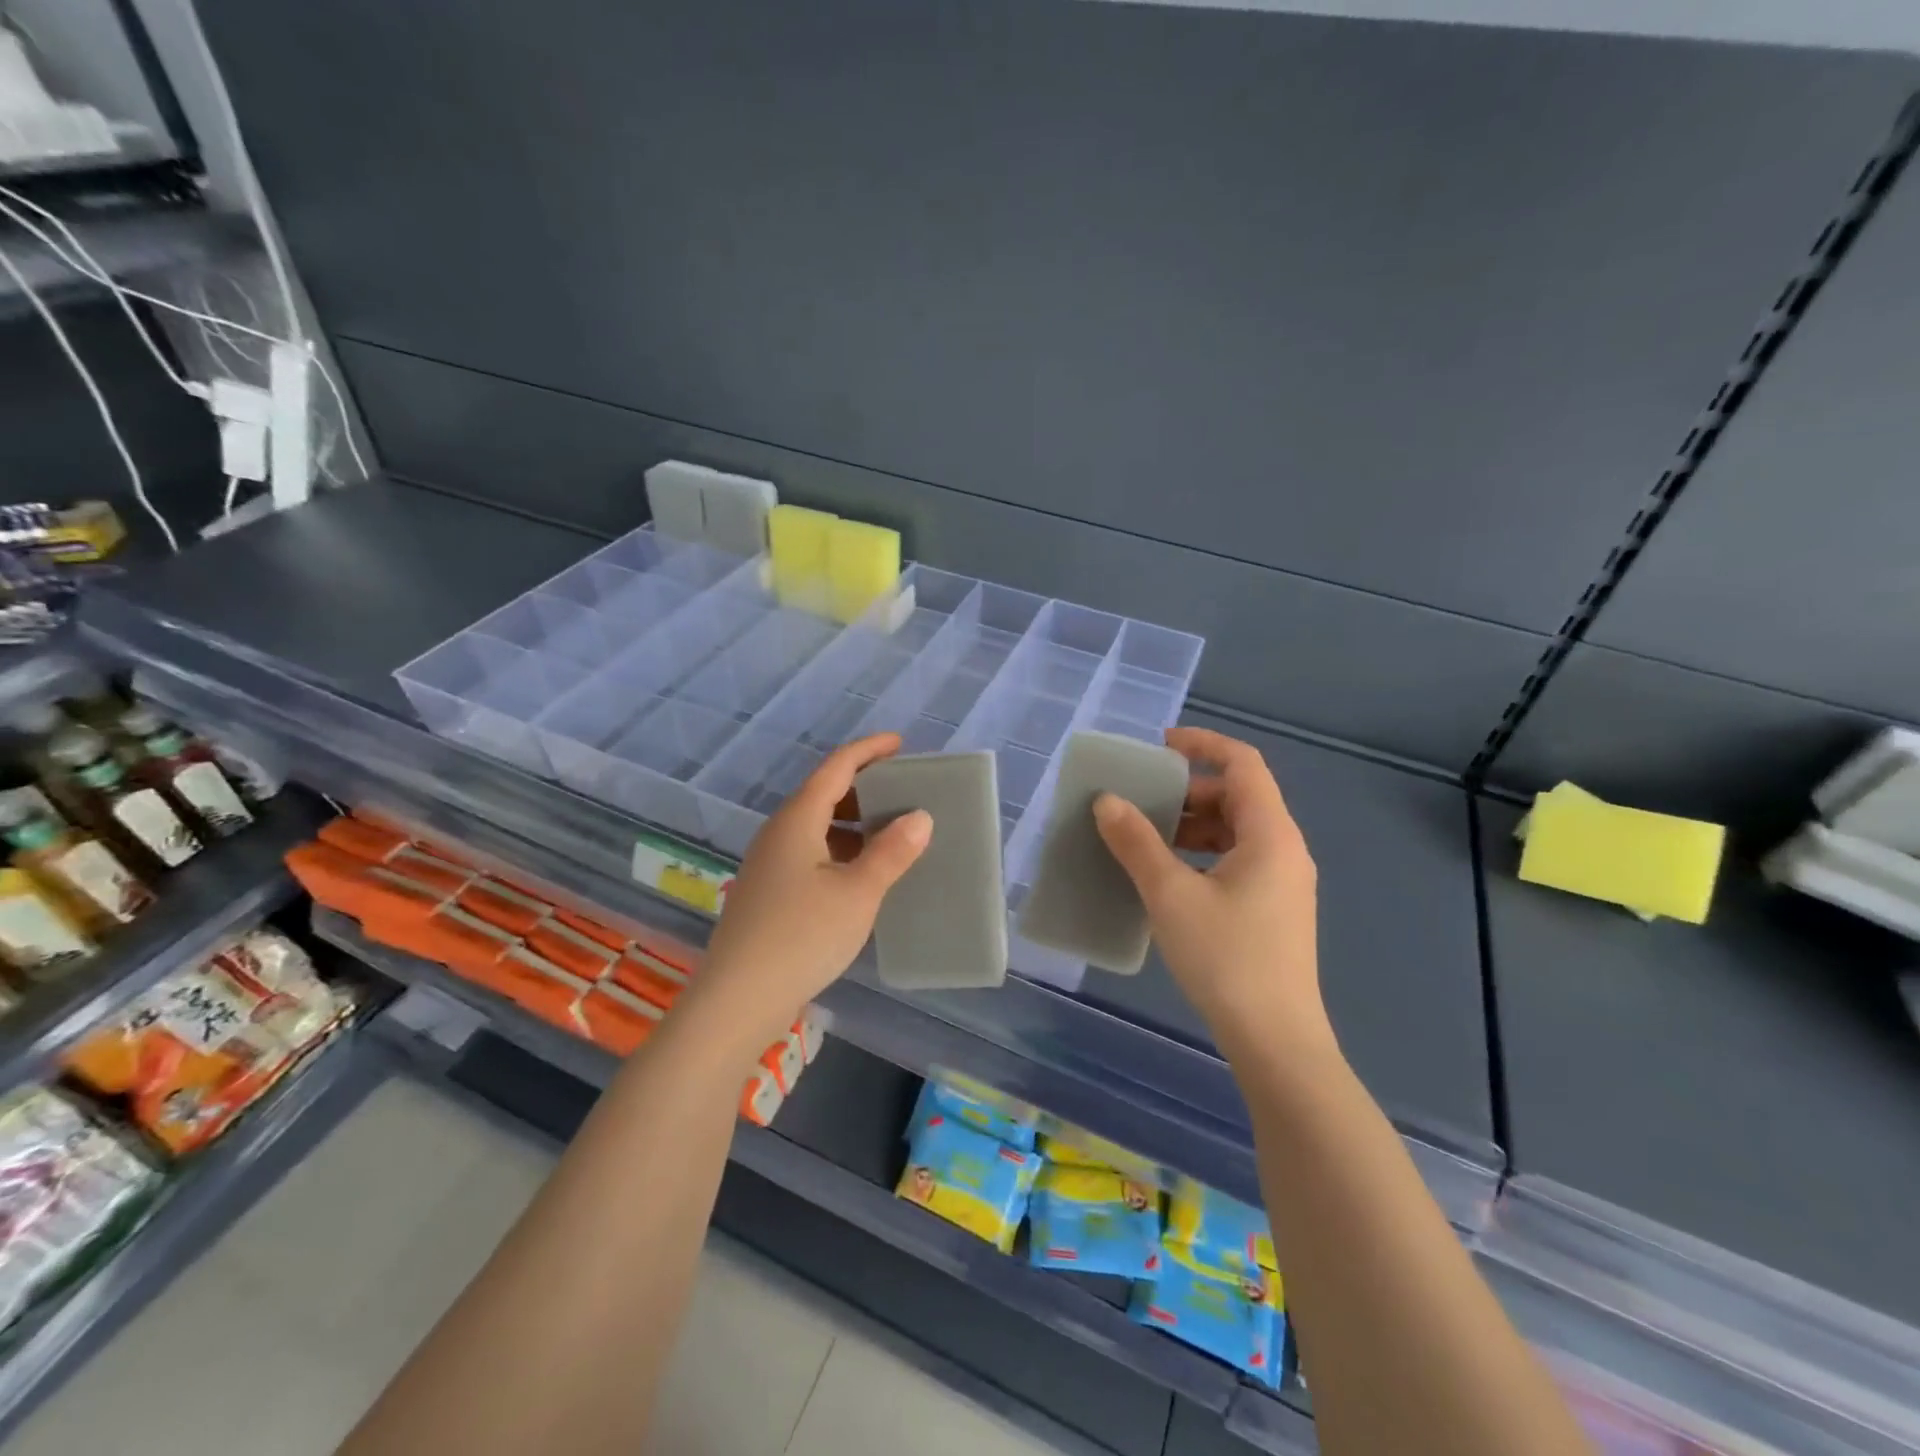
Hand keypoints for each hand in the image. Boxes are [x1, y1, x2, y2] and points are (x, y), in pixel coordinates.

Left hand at [690, 734, 930, 1052]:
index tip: (898, 743)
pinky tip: (859, 875)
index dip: (868, 750)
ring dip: (852, 822)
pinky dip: (838, 850)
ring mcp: (768, 863)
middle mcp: (778, 833)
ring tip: (888, 832)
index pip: (836, 768)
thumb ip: (891, 852)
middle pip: (823, 793)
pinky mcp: (768, 892)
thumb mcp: (858, 893)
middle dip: (863, 786)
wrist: (738, 999)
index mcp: (797, 820)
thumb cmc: (802, 936)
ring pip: (815, 826)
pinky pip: (809, 853)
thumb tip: (920, 816)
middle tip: (901, 791)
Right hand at [1093, 728, 1332, 1060]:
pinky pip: (1238, 860)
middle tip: (1142, 802)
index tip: (1159, 746)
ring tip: (1147, 839)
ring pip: (1237, 831)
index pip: (1243, 763)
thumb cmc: (1226, 957)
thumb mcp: (1171, 894)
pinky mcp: (1275, 909)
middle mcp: (1285, 849)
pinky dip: (1203, 853)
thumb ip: (1136, 842)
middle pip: (1238, 796)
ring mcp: (1283, 882)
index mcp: (1271, 834)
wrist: (1276, 1040)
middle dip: (1189, 791)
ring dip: (1193, 825)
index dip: (1202, 744)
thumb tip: (1107, 802)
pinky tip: (1169, 877)